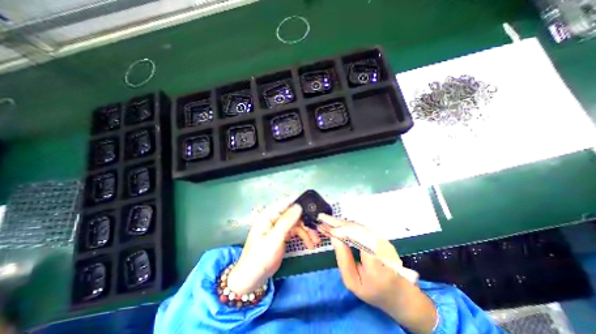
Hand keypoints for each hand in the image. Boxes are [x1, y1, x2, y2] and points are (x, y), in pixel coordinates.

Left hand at [229, 199, 320, 293]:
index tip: (313, 203)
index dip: (299, 201)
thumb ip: (287, 221)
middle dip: (306, 221)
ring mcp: (279, 227)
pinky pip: (296, 232)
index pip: (285, 202)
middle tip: (317, 229)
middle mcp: (274, 218)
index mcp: (269, 215)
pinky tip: (310, 244)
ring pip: (297, 223)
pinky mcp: (283, 235)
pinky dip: (304, 237)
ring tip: (316, 241)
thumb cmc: (260, 257)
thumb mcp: (274, 239)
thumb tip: (298, 206)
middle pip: (294, 214)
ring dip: (307, 231)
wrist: (253, 278)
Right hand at [322, 214, 436, 333]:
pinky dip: (348, 226)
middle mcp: (380, 244)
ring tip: (328, 221)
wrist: (400, 294)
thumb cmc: (374, 292)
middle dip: (337, 222)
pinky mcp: (381, 238)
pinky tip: (339, 225)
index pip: (355, 236)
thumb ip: (343, 259)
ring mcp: (382, 239)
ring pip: (358, 226)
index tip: (324, 225)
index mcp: (374, 259)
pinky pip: (361, 229)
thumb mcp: (353, 282)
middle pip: (355, 228)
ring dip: (341, 223)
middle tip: (322, 218)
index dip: (338, 229)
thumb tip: (335, 237)